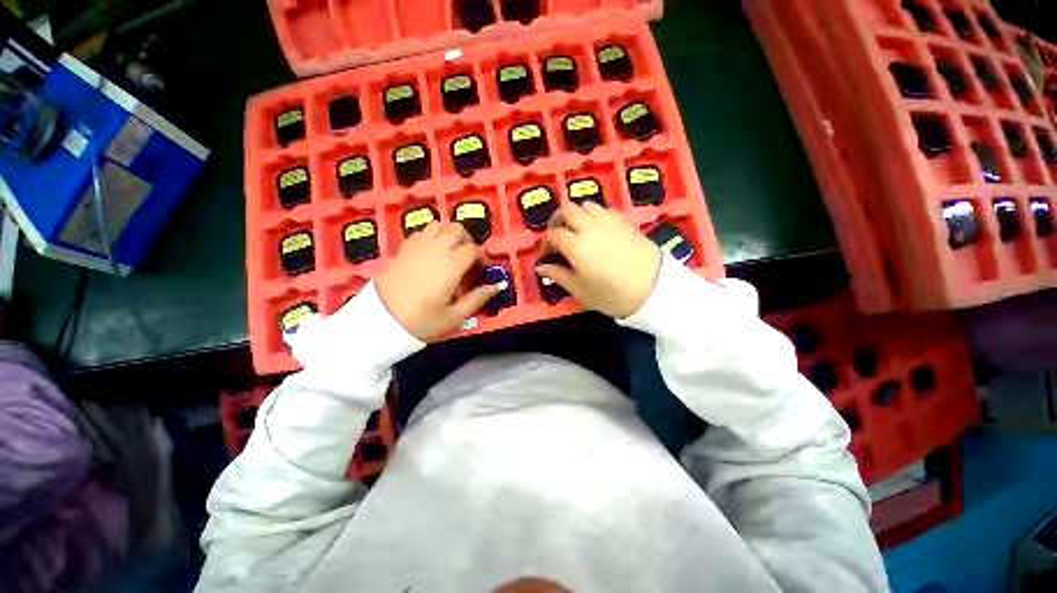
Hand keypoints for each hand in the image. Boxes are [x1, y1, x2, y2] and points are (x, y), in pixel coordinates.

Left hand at [376, 222, 498, 340]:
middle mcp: (436, 249)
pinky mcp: (403, 248)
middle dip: (467, 240)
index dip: (482, 258)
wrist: (380, 320)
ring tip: (450, 253)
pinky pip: (422, 232)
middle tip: (468, 259)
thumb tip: (496, 287)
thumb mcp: (454, 316)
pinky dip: (432, 236)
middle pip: (457, 229)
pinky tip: (431, 253)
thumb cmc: (421, 320)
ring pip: (439, 225)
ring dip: (449, 234)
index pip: (473, 249)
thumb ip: (477, 299)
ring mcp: (417, 246)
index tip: (482, 271)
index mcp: (451, 265)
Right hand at [536, 202, 661, 318]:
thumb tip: (541, 267)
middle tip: (558, 234)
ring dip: (577, 214)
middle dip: (558, 219)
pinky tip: (598, 229)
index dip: (547, 242)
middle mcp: (589, 227)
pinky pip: (604, 209)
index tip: (547, 252)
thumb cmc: (613, 295)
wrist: (654, 289)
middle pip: (567, 209)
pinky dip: (595, 214)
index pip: (553, 234)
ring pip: (586, 205)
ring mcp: (608, 221)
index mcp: (575, 245)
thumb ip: (559, 275)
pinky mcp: (624, 221)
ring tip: (578, 229)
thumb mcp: (581, 291)